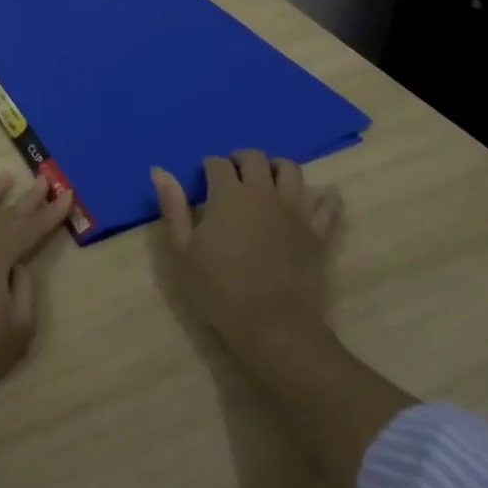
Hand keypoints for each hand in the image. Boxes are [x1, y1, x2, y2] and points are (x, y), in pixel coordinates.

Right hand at [152, 151, 342, 360]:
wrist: (272, 328)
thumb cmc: (219, 291)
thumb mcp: (183, 251)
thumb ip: (173, 207)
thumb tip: (159, 169)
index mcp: (228, 195)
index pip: (218, 163)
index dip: (208, 167)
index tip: (203, 181)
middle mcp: (263, 193)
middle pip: (255, 158)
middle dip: (241, 159)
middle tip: (232, 175)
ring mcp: (295, 210)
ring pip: (291, 170)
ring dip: (277, 168)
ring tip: (268, 180)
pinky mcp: (317, 232)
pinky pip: (328, 204)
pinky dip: (325, 196)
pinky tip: (318, 197)